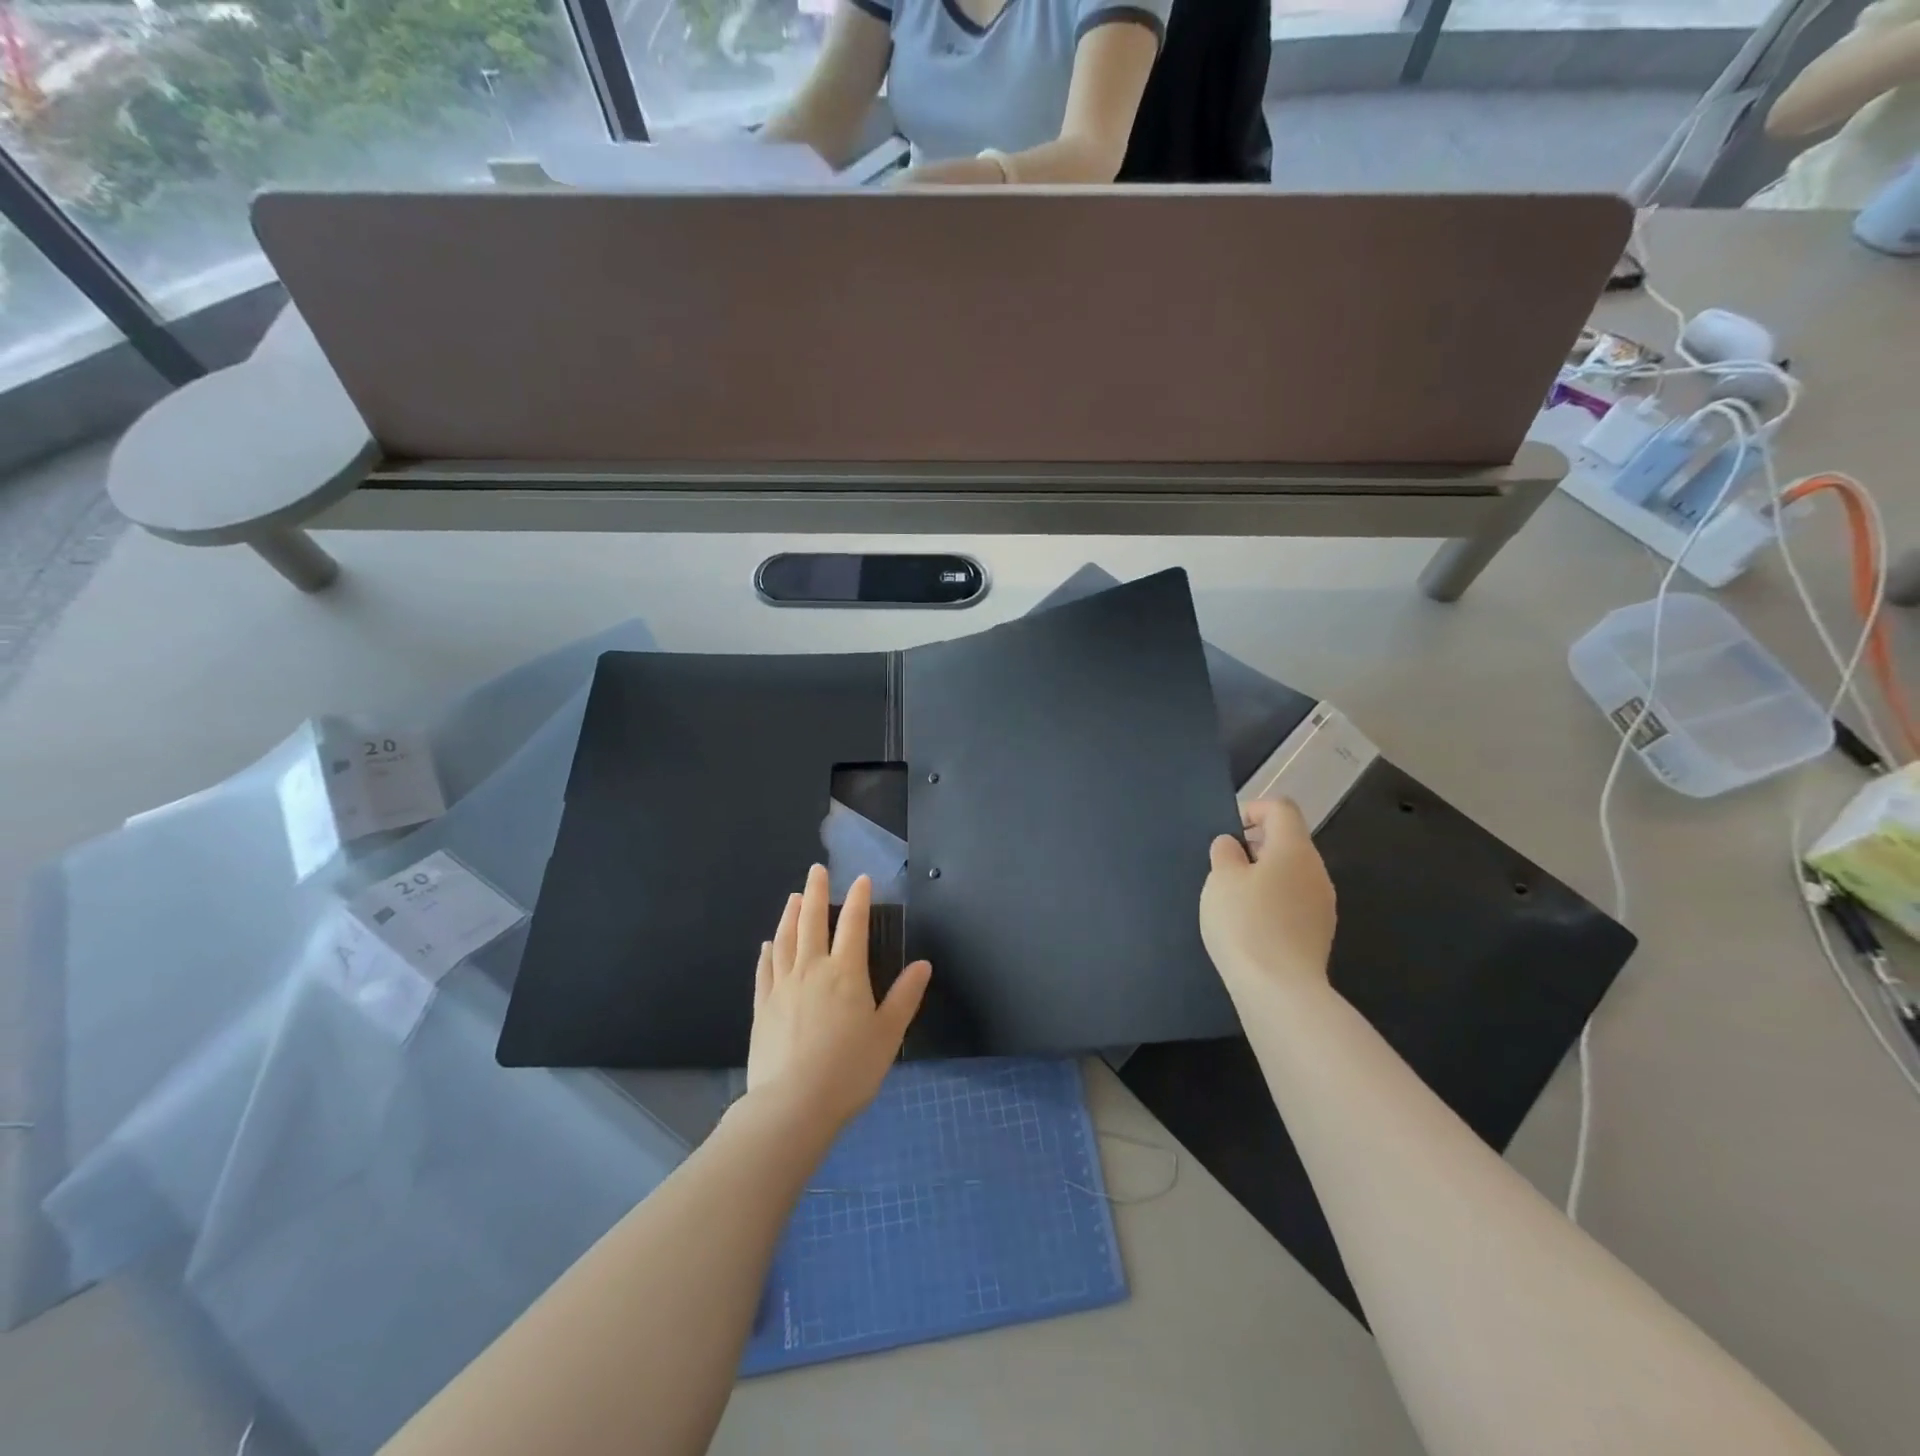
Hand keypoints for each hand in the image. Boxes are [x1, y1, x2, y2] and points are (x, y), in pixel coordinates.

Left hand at [746, 864, 930, 1133]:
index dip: (859, 899)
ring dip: (790, 915)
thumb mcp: (887, 1035)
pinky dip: (768, 952)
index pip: (853, 925)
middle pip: (812, 921)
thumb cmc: (849, 1070)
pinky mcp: (762, 1007)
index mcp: (845, 973)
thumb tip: (922, 964)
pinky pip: (765, 970)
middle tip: (816, 870)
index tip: (861, 879)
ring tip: (793, 897)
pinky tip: (768, 944)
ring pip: (785, 940)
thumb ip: (904, 997)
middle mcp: (811, 970)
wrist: (792, 1106)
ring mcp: (782, 987)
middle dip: (816, 893)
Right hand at [1199, 799, 1336, 1001]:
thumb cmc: (1246, 923)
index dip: (1253, 809)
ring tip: (1234, 898)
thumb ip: (1225, 853)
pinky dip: (1273, 900)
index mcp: (1294, 849)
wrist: (1280, 990)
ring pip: (1292, 873)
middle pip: (1289, 841)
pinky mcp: (1319, 932)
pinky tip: (1251, 924)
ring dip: (1263, 875)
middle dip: (1255, 845)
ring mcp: (1322, 904)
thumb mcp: (1221, 880)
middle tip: (1224, 866)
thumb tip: (1233, 845)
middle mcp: (1316, 871)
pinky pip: (1295, 901)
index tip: (1227, 831)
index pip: (1281, 808)